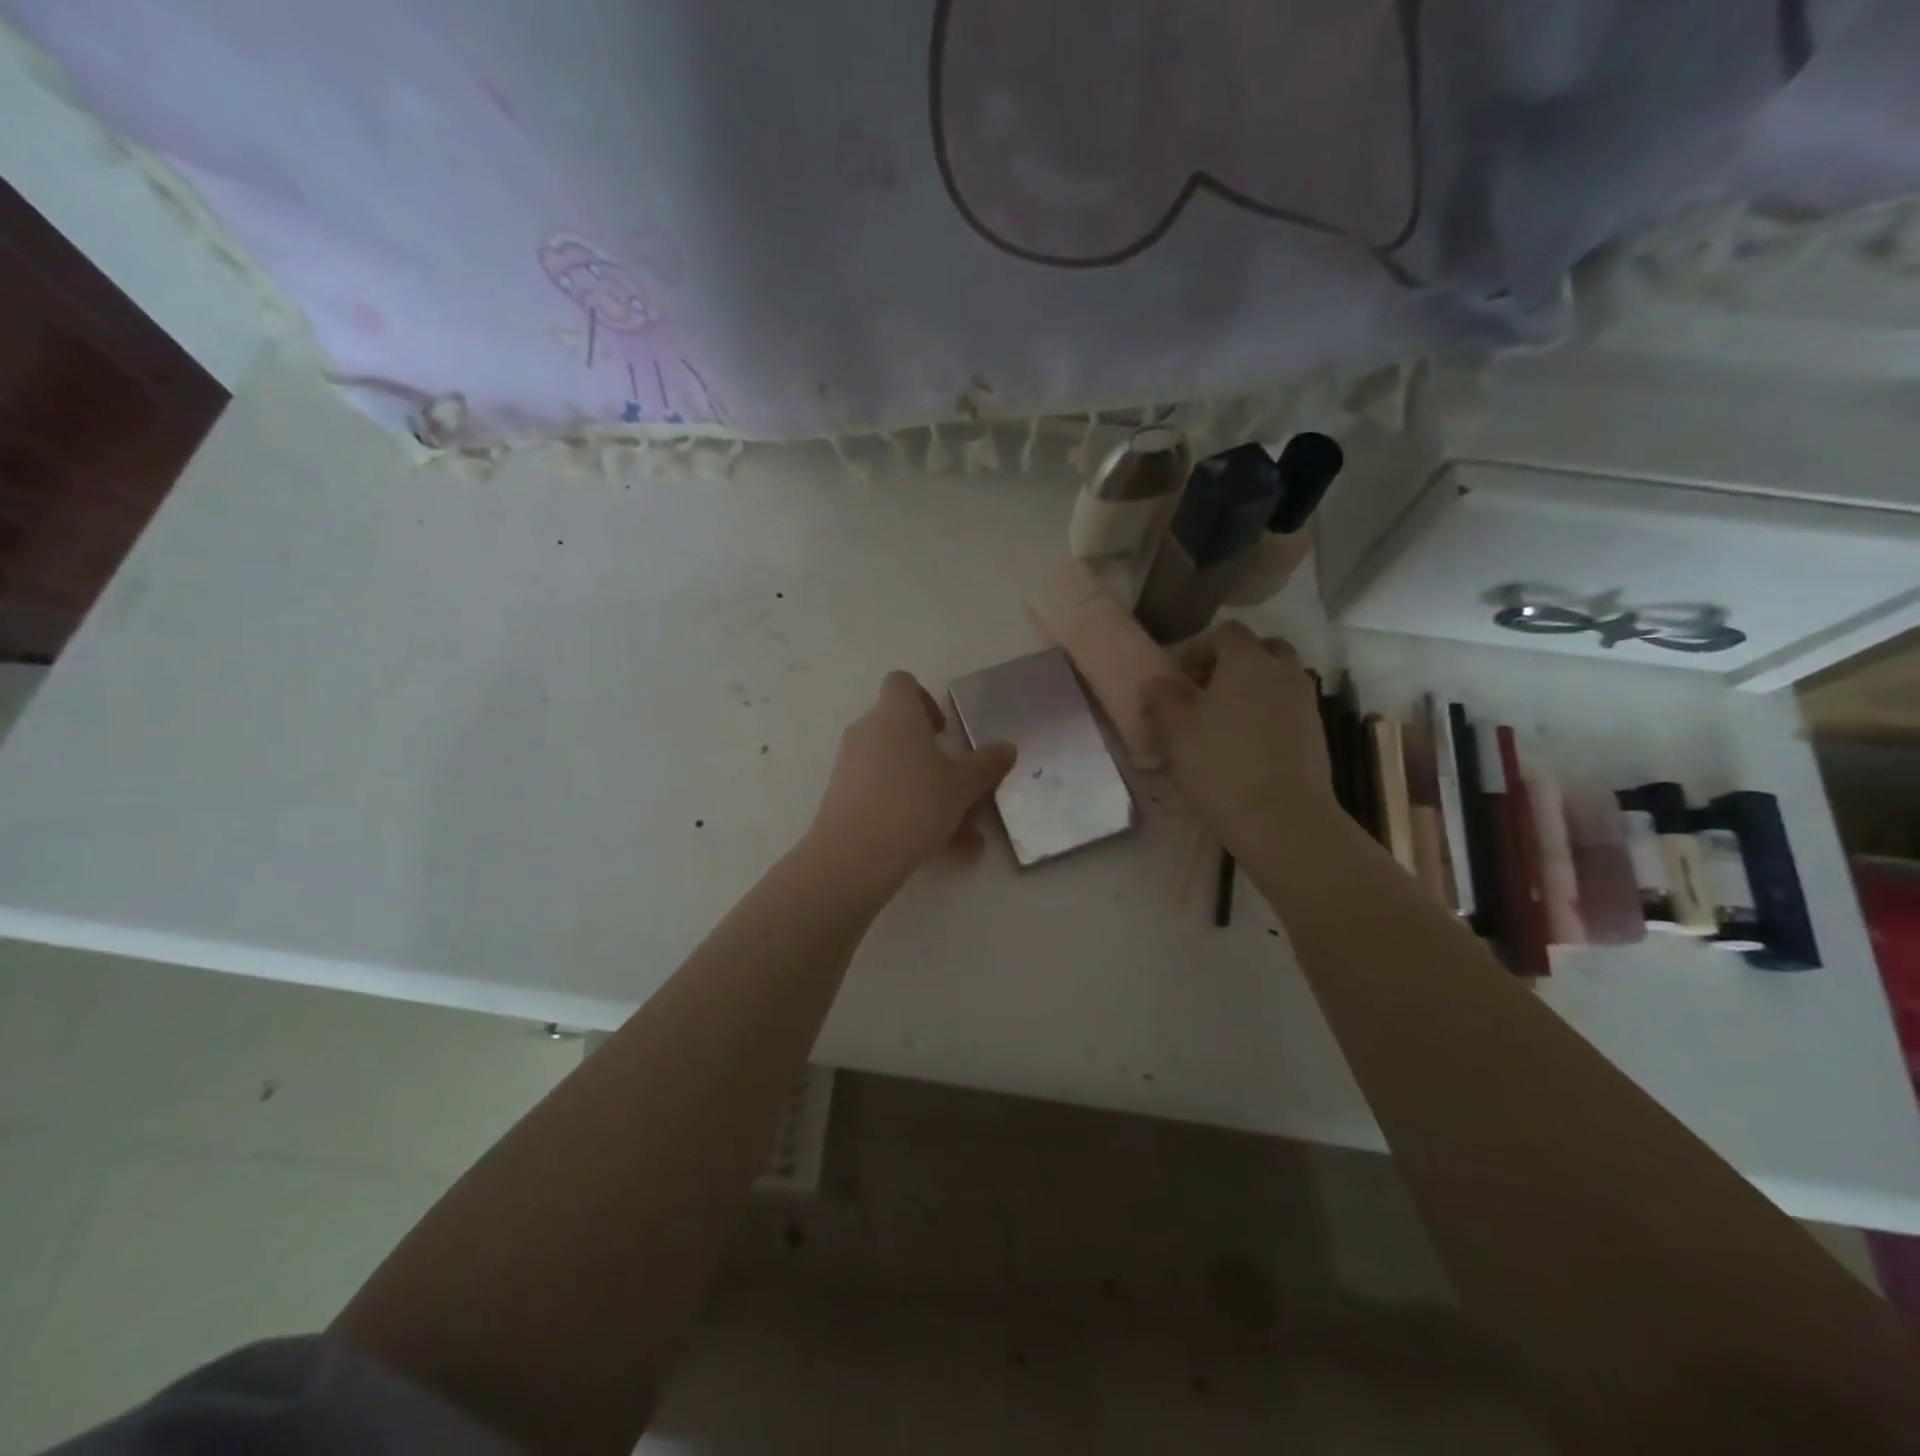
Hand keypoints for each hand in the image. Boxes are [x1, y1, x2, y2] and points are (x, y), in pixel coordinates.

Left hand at [806, 671, 1016, 897]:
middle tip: (962, 788)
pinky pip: (884, 796)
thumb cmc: (915, 804)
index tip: (944, 731)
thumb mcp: (963, 787)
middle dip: (936, 761)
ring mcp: (851, 765)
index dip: (925, 700)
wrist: (854, 855)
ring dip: (931, 796)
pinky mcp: (842, 798)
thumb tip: (1007, 748)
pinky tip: (944, 852)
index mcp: (896, 715)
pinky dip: (911, 815)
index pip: (901, 683)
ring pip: (899, 772)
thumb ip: (986, 765)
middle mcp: (868, 732)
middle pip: (903, 734)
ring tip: (966, 839)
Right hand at [1140, 622, 1336, 852]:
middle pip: (1261, 650)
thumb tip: (1157, 681)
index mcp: (1248, 660)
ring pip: (1278, 680)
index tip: (1180, 676)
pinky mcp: (1316, 733)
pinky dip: (1268, 715)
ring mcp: (1305, 702)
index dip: (1200, 648)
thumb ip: (1163, 698)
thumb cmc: (1221, 765)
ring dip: (1252, 690)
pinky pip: (1288, 708)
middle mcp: (1283, 671)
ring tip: (1224, 722)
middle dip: (1233, 664)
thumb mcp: (1176, 731)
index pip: (1226, 632)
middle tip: (1206, 692)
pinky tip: (1246, 746)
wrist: (1282, 818)